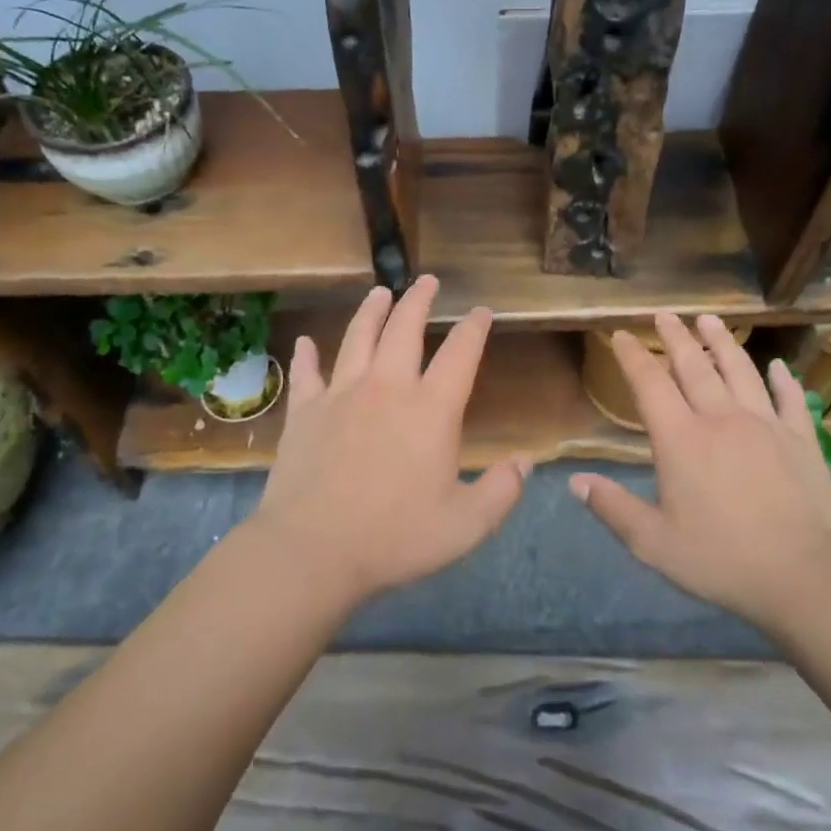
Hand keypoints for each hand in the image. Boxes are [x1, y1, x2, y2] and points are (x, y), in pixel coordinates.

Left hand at [252, 276, 528, 604]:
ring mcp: (341, 394)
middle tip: (427, 280)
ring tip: (380, 292)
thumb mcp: (466, 525)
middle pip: (405, 329)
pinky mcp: (305, 411)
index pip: (460, 354)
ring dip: (371, 311)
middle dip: (419, 300)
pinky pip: (306, 373)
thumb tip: (525, 462)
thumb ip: (502, 491)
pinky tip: (306, 343)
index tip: (482, 311)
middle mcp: (387, 387)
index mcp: (431, 409)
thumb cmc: (395, 537)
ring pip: (358, 337)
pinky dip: (306, 355)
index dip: (474, 328)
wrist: (313, 550)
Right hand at [570, 313, 830, 632]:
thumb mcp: (653, 542)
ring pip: (740, 371)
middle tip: (665, 314)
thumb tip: (575, 481)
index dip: (633, 357)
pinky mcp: (801, 439)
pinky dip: (782, 379)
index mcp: (681, 439)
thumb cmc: (720, 559)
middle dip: (676, 337)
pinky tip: (777, 366)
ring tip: (710, 321)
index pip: (650, 385)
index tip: (622, 335)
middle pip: (694, 367)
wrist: (803, 575)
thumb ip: (612, 508)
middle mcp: (721, 419)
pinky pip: (790, 398)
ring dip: (722, 343)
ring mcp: (765, 424)